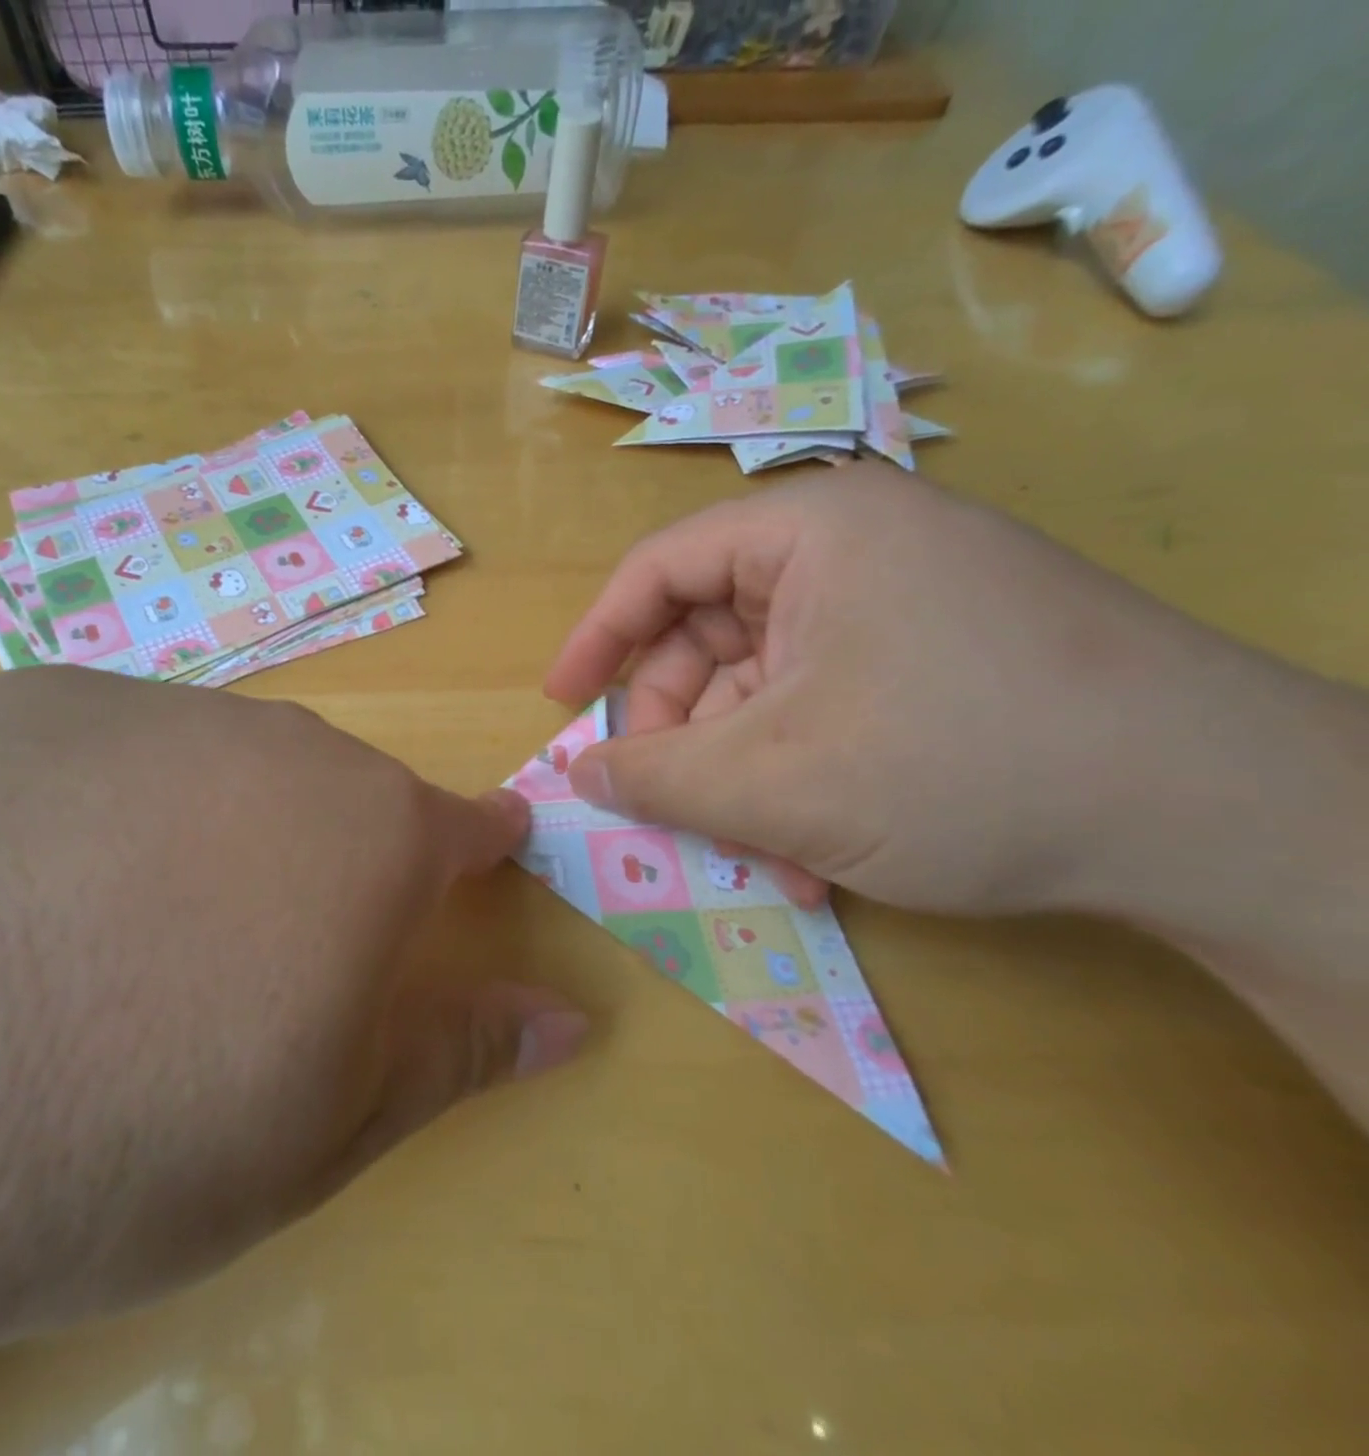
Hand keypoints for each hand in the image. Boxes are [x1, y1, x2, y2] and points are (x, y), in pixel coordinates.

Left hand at [0, 669, 585, 1451]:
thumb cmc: (117, 1135)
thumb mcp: (317, 1130)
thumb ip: (456, 1050)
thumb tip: (571, 1019)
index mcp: (364, 836)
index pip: (460, 824)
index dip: (478, 846)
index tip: (483, 858)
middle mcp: (275, 744)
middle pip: (336, 792)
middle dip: (328, 860)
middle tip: (260, 953)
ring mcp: (146, 705)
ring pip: (222, 764)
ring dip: (210, 832)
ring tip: (125, 933)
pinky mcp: (24, 698)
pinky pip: (110, 750)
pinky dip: (102, 807)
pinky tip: (17, 885)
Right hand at [544, 465, 1260, 917]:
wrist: (1223, 817)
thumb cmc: (964, 763)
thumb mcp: (774, 780)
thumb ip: (654, 777)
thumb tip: (578, 775)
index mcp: (809, 532)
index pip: (658, 570)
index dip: (596, 640)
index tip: (561, 706)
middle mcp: (854, 550)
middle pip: (709, 637)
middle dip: (682, 734)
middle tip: (667, 808)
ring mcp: (901, 604)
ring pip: (765, 688)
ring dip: (743, 775)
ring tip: (764, 853)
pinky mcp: (936, 657)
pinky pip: (822, 708)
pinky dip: (799, 776)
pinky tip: (820, 849)